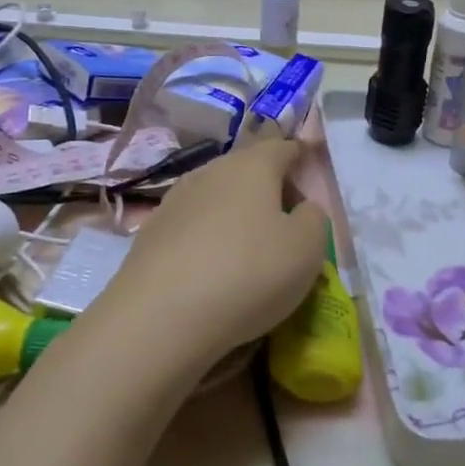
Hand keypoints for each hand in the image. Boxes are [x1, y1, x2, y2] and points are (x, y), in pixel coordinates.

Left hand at [98, 138, 328, 368]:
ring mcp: (175, 200)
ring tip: (249, 248)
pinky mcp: (150, 234)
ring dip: (235, 214)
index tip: (310, 174)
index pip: (282, 147)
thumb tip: (302, 209)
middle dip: (268, 188)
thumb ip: (314, 218)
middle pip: (247, 169)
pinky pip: (192, 226)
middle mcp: (211, 171)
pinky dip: (207, 238)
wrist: (160, 318)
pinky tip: (212, 268)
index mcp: (252, 165)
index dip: (300, 157)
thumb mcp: (307, 248)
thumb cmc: (249, 273)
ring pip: (216, 196)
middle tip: (286, 221)